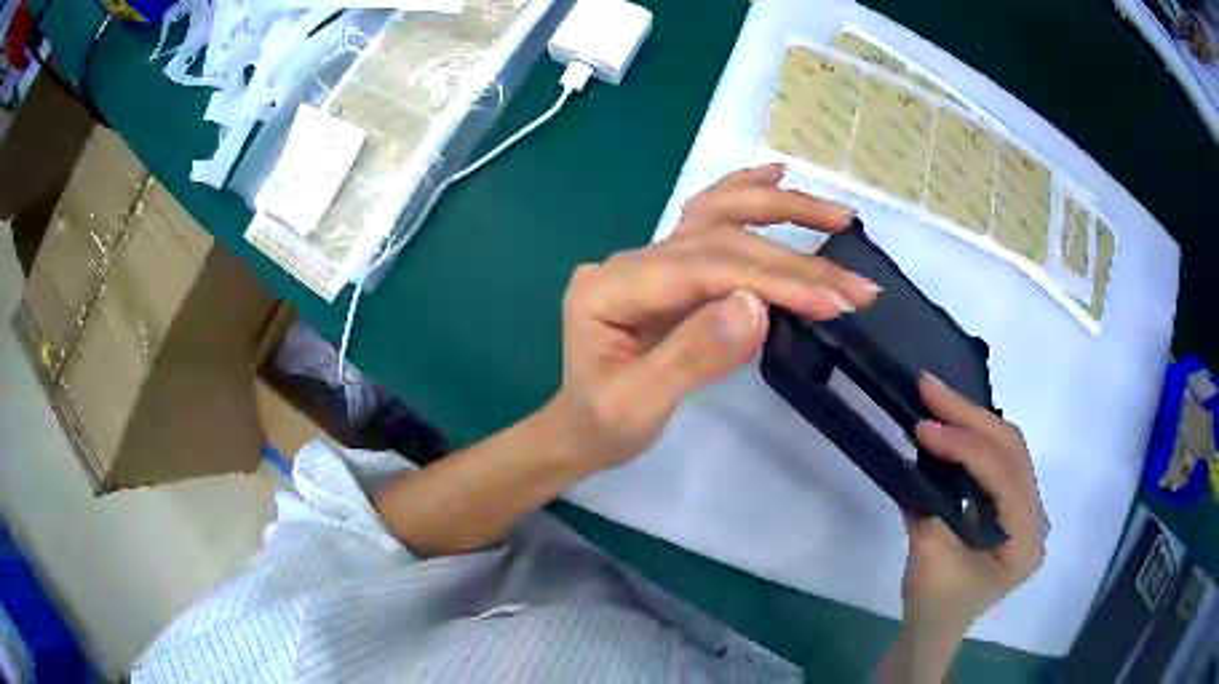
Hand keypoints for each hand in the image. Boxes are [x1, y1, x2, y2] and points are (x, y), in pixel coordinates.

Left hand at [548, 164, 880, 470]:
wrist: (581, 428)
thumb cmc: (604, 424)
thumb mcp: (639, 405)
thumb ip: (693, 354)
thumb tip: (757, 305)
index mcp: (610, 288)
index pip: (706, 269)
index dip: (772, 280)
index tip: (832, 299)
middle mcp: (629, 260)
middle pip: (721, 239)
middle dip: (794, 260)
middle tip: (857, 284)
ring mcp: (649, 258)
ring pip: (719, 216)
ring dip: (781, 208)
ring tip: (837, 213)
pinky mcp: (669, 268)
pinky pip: (709, 220)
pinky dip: (744, 194)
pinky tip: (775, 174)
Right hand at [879, 373, 1047, 681]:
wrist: (934, 631)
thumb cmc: (934, 608)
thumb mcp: (929, 564)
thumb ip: (931, 511)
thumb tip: (921, 458)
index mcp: (1025, 541)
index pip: (1004, 476)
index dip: (966, 446)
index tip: (924, 427)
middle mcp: (1035, 517)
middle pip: (1011, 450)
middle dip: (969, 415)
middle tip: (929, 387)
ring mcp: (1026, 509)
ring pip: (1007, 447)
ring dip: (970, 419)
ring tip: (935, 397)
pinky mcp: (1010, 505)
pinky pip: (997, 459)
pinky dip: (971, 437)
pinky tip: (949, 424)